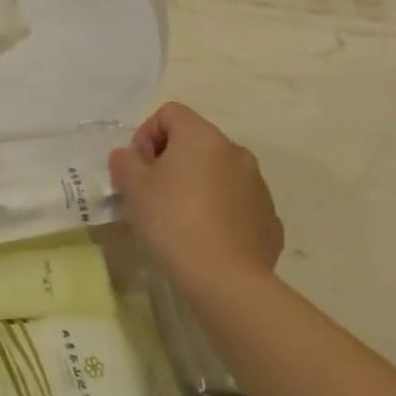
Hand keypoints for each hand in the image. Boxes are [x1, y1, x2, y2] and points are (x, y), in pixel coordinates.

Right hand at [109, 102, 282, 299]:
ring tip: (180, 219)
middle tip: (153, 193)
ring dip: (197, 184)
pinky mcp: (270, 220)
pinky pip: (237, 203)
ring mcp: (258, 186)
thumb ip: (125, 160)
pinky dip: (220, 211)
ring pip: (218, 172)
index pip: (169, 113)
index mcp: (203, 136)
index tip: (138, 168)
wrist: (226, 282)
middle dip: (171, 160)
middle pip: (195, 142)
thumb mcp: (132, 186)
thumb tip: (132, 158)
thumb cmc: (173, 221)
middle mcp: (235, 152)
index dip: (146, 134)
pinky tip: (206, 238)